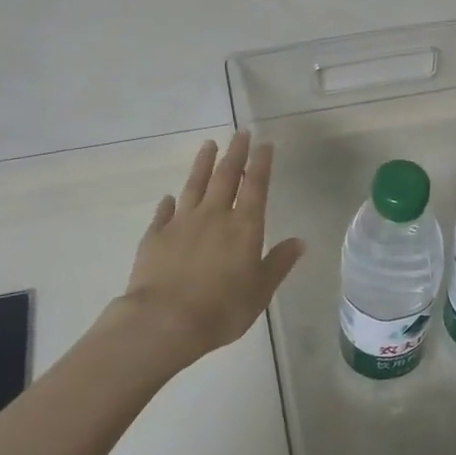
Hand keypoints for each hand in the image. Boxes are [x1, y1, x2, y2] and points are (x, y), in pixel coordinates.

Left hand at [115, 131, 304, 362]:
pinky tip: (170, 197)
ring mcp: (182, 223)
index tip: (264, 143)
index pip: (256, 186)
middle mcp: (214, 216)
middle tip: (240, 133)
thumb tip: (300, 241)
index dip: (261, 163)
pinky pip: (164, 213)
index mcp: (244, 227)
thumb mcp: (260, 291)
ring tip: (208, 145)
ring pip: (194, 185)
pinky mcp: (155, 236)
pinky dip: (168, 203)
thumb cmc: (222, 309)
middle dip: (235, 153)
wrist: (164, 321)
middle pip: (225, 177)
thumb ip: (278, 263)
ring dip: (202, 164)